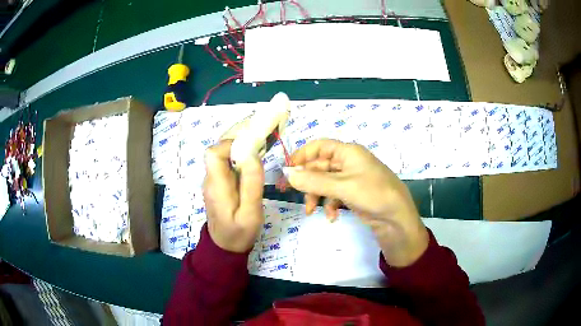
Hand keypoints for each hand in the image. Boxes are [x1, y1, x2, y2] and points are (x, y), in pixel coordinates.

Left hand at [203, 140, 264, 252]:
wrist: (225, 247)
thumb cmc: (238, 233)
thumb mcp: (250, 213)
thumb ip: (251, 185)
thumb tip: (252, 155)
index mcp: (216, 185)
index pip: (213, 153)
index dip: (230, 144)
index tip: (252, 146)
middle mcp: (211, 180)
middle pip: (219, 153)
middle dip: (239, 146)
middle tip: (261, 149)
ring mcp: (213, 183)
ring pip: (223, 159)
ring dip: (240, 154)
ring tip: (260, 158)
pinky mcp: (219, 186)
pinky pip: (227, 167)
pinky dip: (239, 163)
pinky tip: (252, 170)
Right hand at [284, 139, 428, 266]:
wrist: (398, 219)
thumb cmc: (374, 195)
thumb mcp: (343, 187)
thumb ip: (314, 181)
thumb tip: (288, 175)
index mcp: (348, 152)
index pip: (319, 146)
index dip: (302, 156)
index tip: (287, 171)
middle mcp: (349, 162)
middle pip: (319, 166)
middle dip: (306, 181)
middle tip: (289, 193)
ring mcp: (352, 179)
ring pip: (325, 182)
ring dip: (316, 195)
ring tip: (310, 211)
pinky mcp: (354, 194)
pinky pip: (334, 195)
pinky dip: (329, 204)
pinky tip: (331, 217)